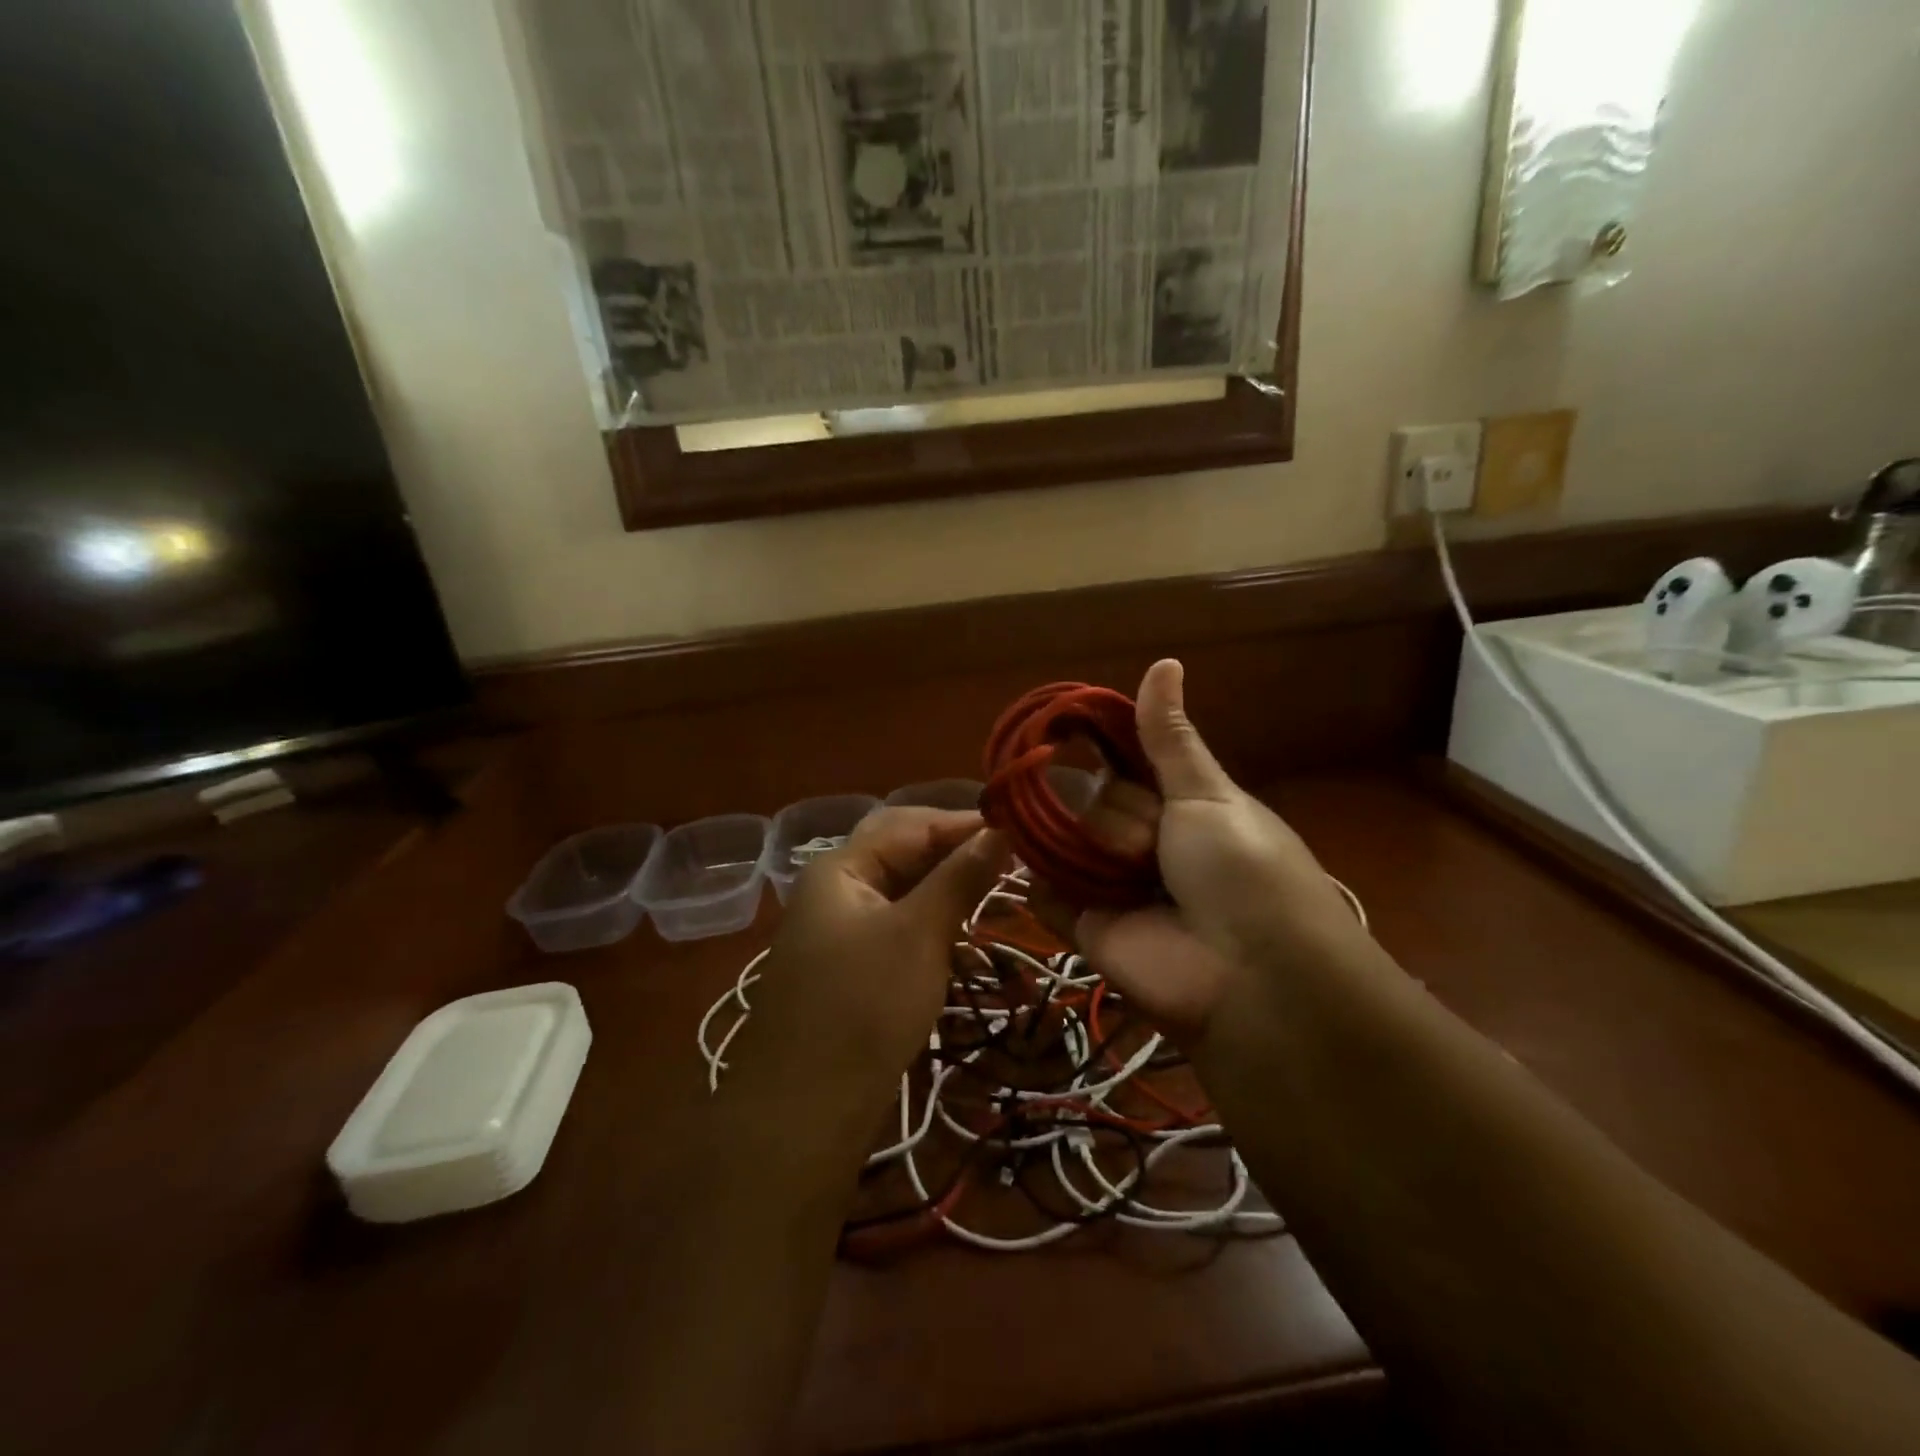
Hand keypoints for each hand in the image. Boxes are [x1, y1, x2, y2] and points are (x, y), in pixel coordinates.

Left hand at [738, 808, 1009, 1112]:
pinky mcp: (851, 967)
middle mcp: (836, 889)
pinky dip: (932, 926)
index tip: (1020, 830)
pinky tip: (964, 940)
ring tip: (996, 895)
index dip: (964, 823)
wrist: (804, 1112)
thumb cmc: (864, 1007)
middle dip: (955, 853)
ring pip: (903, 892)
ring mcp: (840, 930)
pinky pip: (897, 928)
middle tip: (1010, 860)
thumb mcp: (919, 934)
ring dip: (947, 891)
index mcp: (841, 868)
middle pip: (902, 853)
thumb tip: (1001, 830)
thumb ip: (960, 877)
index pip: (910, 825)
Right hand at [1063, 660, 1366, 1044]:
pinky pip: (1045, 893)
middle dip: (1118, 816)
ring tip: (1128, 874)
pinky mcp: (1086, 928)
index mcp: (1178, 806)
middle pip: (1094, 800)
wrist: (1250, 974)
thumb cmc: (1241, 867)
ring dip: (1089, 849)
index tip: (1063, 727)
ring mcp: (1112, 885)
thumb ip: (1169, 738)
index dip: (1100, 749)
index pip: (1123, 764)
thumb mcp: (1209, 793)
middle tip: (1152, 845)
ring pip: (1067, 840)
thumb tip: (1165, 662)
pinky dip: (1042, 883)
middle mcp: (1142, 842)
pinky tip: (1048, 872)